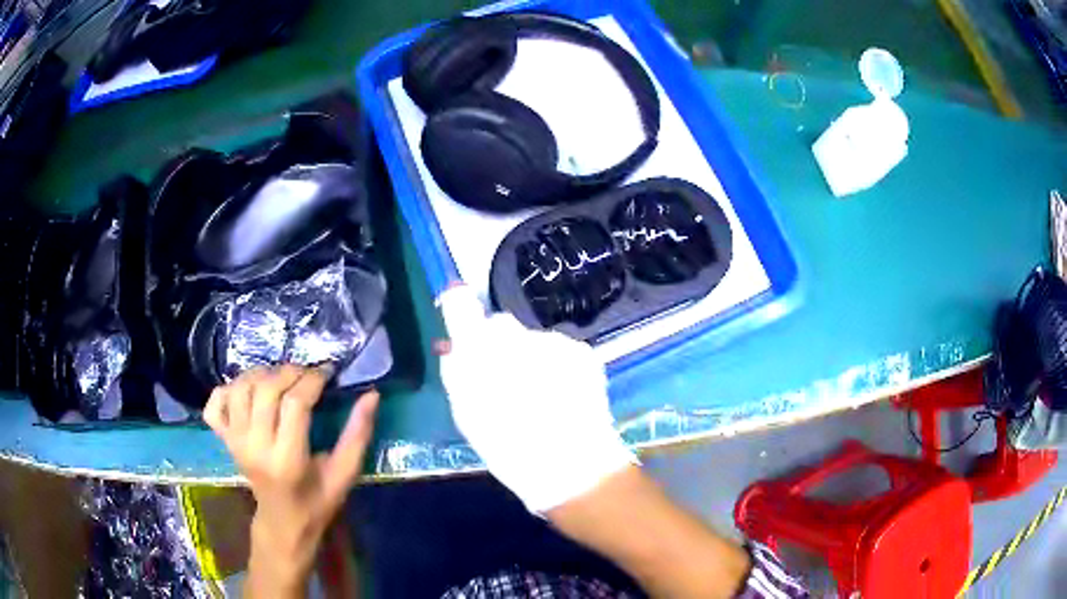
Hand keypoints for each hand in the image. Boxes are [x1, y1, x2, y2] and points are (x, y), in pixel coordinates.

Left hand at [204, 365, 378, 591]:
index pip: (295, 404)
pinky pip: (215, 404)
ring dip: (261, 374)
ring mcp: (234, 442)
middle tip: (307, 373)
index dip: (313, 380)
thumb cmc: (317, 502)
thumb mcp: (344, 474)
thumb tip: (372, 395)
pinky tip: (246, 391)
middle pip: (266, 390)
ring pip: (240, 389)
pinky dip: (226, 389)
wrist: (282, 522)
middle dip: (290, 372)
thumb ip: (357, 435)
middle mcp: (255, 447)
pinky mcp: (224, 440)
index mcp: (287, 460)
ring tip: (280, 378)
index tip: (328, 373)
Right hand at [438, 286, 634, 512]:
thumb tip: (455, 346)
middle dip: (499, 345)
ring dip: (531, 358)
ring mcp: (554, 341)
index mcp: (480, 352)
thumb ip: (457, 373)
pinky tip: (564, 395)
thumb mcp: (468, 415)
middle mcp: (517, 336)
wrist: (571, 466)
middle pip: (501, 326)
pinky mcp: (583, 351)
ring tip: (541, 397)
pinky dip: (558, 366)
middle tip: (505, 381)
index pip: (462, 305)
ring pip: (533, 340)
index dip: (459, 307)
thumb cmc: (509, 448)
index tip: (461, 319)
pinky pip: (560, 350)